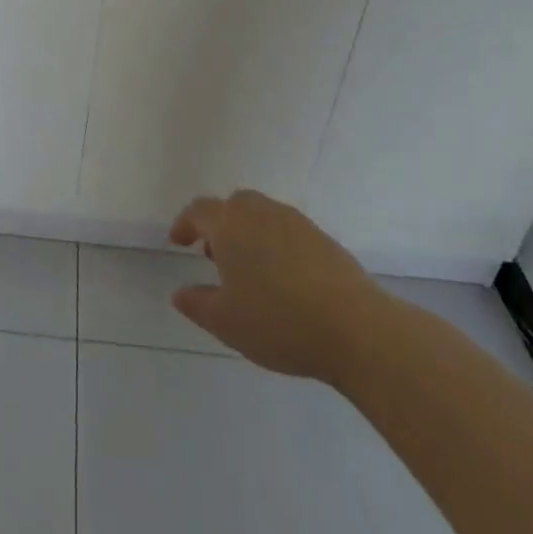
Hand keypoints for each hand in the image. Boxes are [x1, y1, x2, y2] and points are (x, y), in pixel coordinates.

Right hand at [168, 188, 387, 381]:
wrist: (355, 327)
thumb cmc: (278, 322)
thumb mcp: (226, 322)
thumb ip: (197, 304)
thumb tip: (179, 293)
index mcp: (229, 224)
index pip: (198, 211)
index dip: (184, 224)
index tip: (178, 242)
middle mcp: (259, 211)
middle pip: (231, 206)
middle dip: (218, 225)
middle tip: (213, 255)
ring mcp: (294, 221)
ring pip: (261, 215)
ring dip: (248, 233)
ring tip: (249, 269)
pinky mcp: (321, 237)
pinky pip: (286, 230)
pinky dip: (275, 244)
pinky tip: (283, 278)